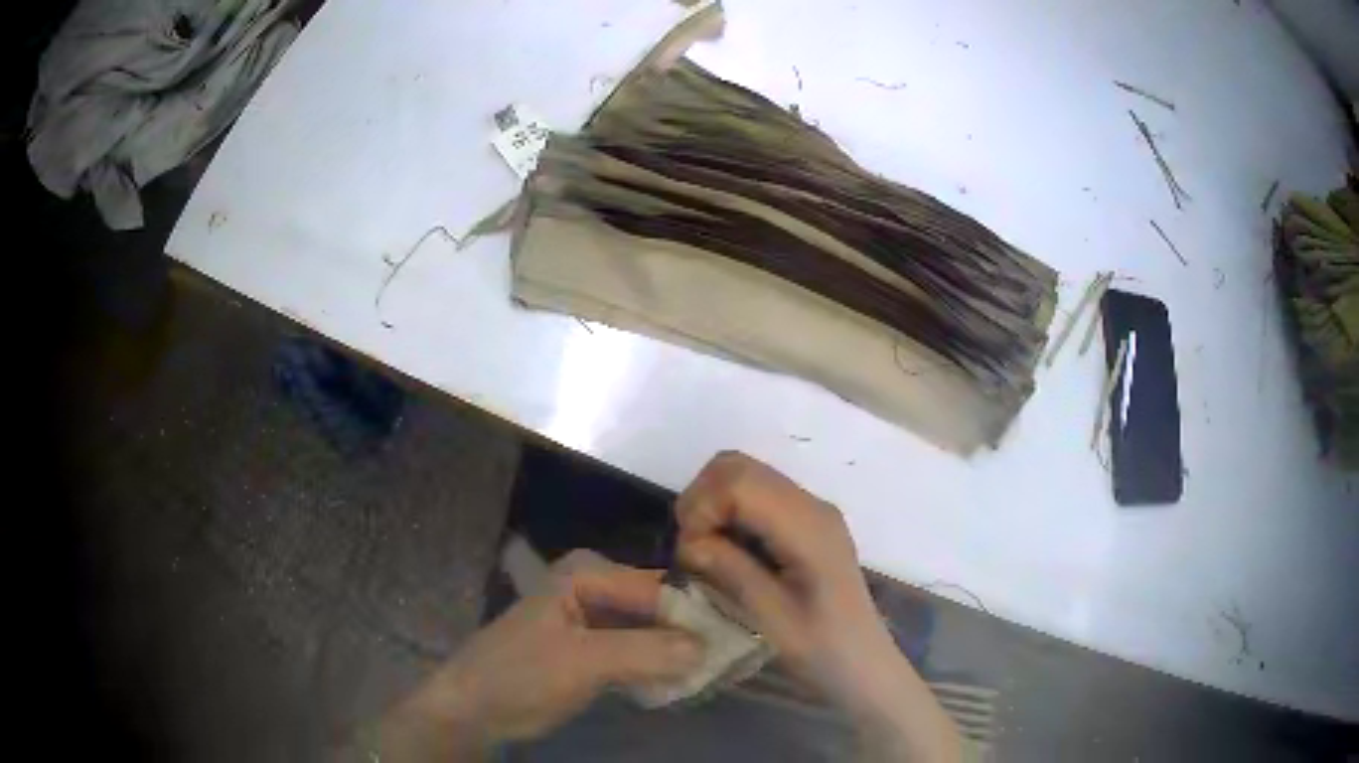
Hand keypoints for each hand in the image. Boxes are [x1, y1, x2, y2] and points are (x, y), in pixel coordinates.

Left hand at [371, 552, 702, 760]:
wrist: (474, 707)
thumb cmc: (520, 675)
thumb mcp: (583, 662)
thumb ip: (644, 651)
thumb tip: (708, 646)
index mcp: (588, 572)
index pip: (661, 587)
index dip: (699, 614)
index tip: (738, 640)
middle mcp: (594, 585)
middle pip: (658, 606)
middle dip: (691, 633)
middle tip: (731, 659)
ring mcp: (594, 617)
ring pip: (651, 629)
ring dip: (678, 652)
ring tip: (716, 672)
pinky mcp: (593, 647)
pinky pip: (638, 650)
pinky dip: (658, 665)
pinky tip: (682, 681)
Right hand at [675, 451, 959, 760]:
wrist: (863, 666)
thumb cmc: (822, 650)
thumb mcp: (772, 618)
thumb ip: (731, 570)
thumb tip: (690, 541)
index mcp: (808, 527)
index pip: (740, 481)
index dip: (703, 508)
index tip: (691, 553)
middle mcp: (811, 505)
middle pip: (738, 466)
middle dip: (702, 500)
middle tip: (692, 549)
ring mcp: (810, 511)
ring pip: (744, 476)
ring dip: (713, 505)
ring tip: (705, 552)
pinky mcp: (805, 523)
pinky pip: (756, 497)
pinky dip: (729, 514)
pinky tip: (727, 553)